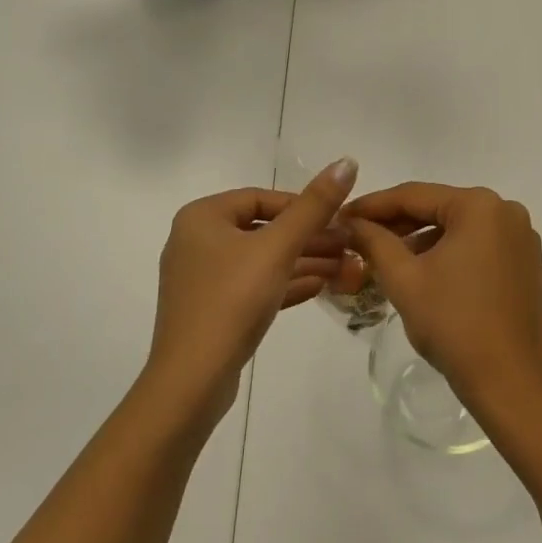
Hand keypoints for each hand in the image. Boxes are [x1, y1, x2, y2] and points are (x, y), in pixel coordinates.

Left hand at [146, 158, 358, 425]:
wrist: (192, 381)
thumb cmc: (232, 301)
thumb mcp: (278, 248)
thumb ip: (313, 206)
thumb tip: (346, 161)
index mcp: (202, 216)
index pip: (261, 199)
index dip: (303, 206)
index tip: (339, 220)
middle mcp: (196, 240)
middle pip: (263, 230)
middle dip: (308, 238)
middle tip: (349, 247)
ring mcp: (201, 278)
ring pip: (261, 260)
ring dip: (302, 262)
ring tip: (345, 267)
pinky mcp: (210, 310)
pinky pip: (252, 286)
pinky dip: (284, 284)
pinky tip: (320, 286)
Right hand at [343, 183, 541, 415]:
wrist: (508, 382)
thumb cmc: (452, 323)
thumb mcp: (403, 278)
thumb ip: (374, 240)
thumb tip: (350, 222)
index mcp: (479, 206)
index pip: (414, 195)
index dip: (373, 205)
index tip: (342, 214)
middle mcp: (505, 211)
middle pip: (437, 208)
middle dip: (397, 223)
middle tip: (357, 234)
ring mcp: (521, 237)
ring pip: (457, 227)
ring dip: (421, 238)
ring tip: (384, 255)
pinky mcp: (526, 263)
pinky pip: (477, 244)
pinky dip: (448, 252)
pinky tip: (421, 269)